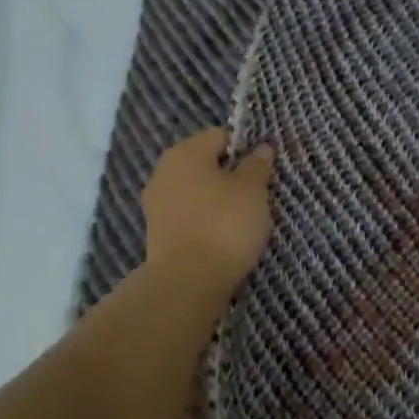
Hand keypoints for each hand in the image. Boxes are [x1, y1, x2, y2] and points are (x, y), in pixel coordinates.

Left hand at [142, 128, 275, 297]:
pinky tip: (221, 238)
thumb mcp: (252, 190)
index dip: (245, 149)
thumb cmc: (224, 225)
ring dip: (217, 201)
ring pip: (196, 192)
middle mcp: (163, 172)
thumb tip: (260, 148)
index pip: (220, 136)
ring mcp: (156, 204)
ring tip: (241, 221)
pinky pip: (188, 216)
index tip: (262, 172)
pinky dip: (204, 221)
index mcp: (184, 152)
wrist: (188, 282)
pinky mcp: (157, 233)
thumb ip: (257, 165)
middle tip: (256, 197)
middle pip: (206, 164)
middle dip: (230, 177)